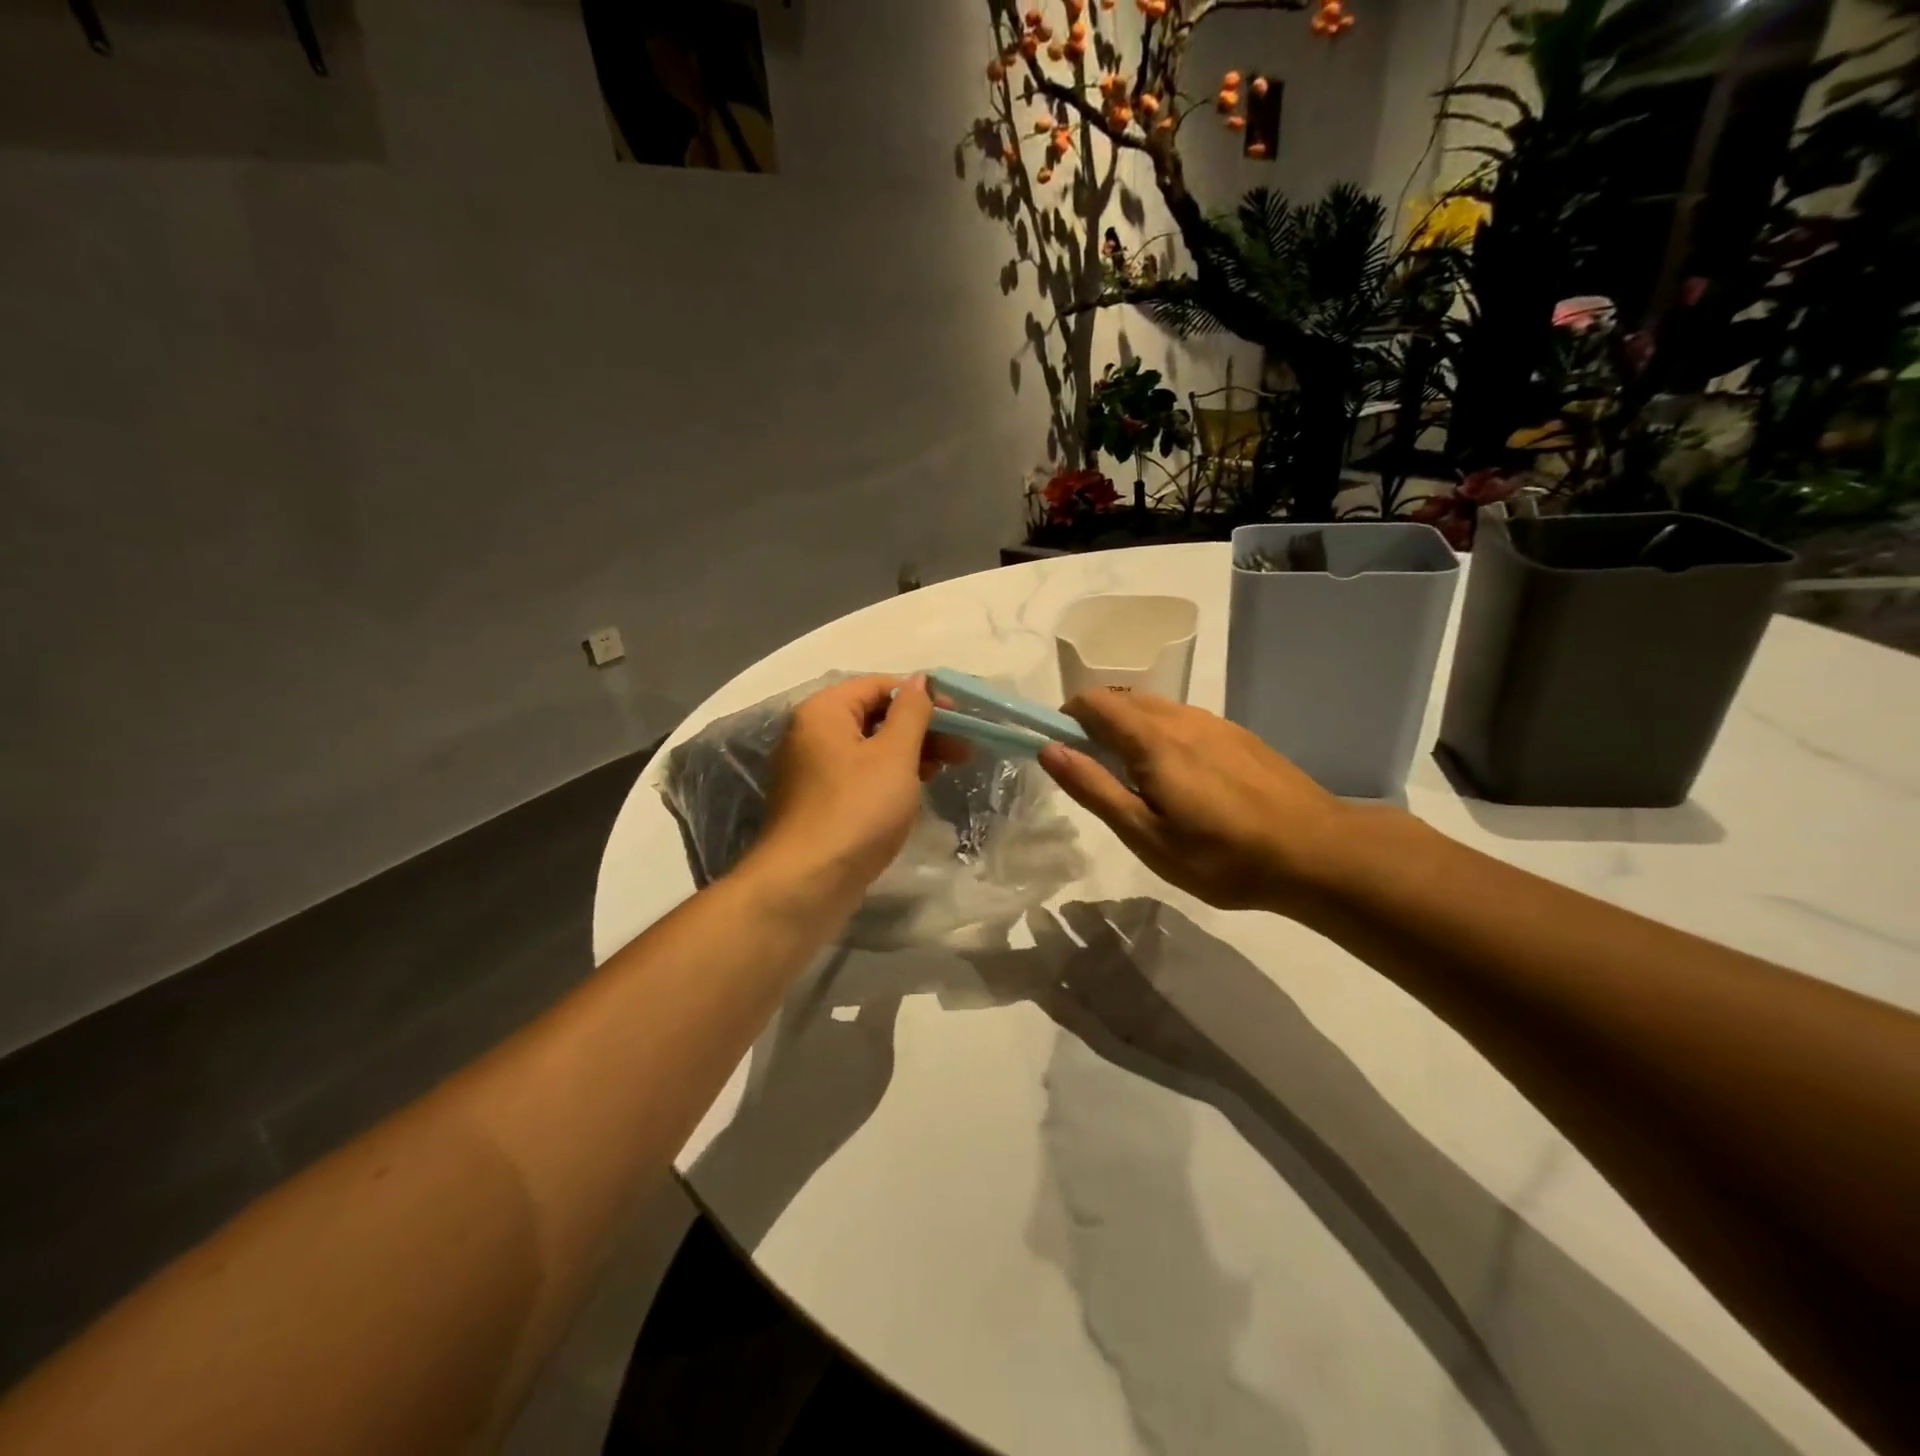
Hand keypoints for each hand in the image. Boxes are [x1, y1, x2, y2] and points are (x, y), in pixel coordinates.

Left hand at [747, 675, 966, 914]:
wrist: (808, 882)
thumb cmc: (857, 809)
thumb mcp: (894, 755)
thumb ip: (912, 712)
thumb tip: (921, 679)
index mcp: (824, 711)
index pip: (879, 685)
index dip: (923, 695)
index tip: (960, 715)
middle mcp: (812, 733)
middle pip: (874, 716)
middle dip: (922, 728)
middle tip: (963, 747)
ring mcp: (813, 770)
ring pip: (870, 748)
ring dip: (911, 753)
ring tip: (949, 768)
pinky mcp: (820, 801)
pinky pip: (860, 775)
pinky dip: (890, 776)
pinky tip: (917, 788)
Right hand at [1038, 690, 1371, 913]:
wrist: (1317, 852)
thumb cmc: (1221, 855)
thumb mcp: (1146, 834)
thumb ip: (1094, 788)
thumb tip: (1049, 749)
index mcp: (1152, 738)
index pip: (1093, 702)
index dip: (1066, 718)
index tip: (1062, 753)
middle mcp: (1181, 717)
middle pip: (1122, 699)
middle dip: (1096, 724)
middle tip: (1097, 775)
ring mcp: (1215, 723)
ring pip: (1155, 708)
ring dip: (1130, 729)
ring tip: (1139, 782)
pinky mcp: (1239, 736)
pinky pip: (1185, 721)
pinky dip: (1163, 735)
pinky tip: (1183, 780)